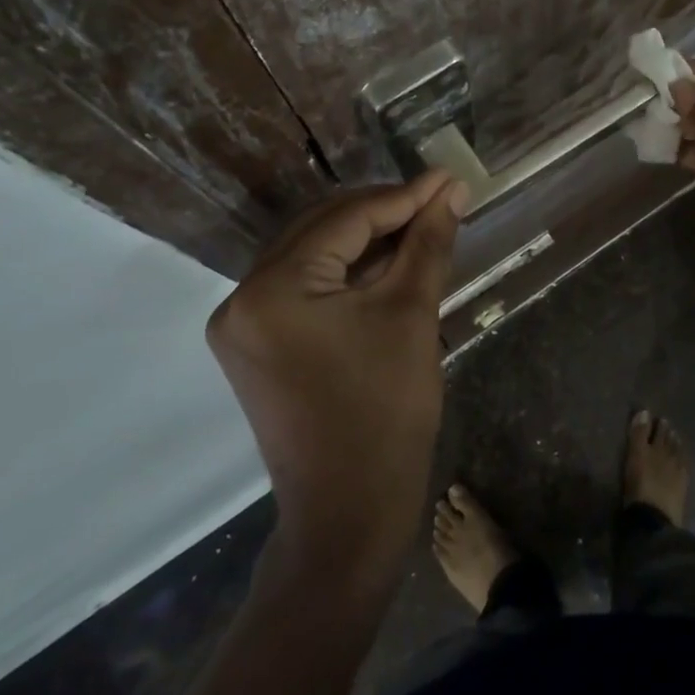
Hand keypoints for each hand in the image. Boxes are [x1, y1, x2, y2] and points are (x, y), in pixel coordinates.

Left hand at [207, 170, 466, 582]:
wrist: (350, 514)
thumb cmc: (386, 413)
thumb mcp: (411, 316)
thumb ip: (428, 243)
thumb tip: (452, 189)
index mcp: (273, 288)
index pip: (346, 220)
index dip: (404, 197)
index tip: (448, 180)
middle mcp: (242, 297)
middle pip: (322, 230)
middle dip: (384, 213)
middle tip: (439, 200)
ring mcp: (242, 324)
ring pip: (313, 256)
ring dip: (366, 240)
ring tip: (422, 224)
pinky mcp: (255, 344)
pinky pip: (304, 287)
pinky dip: (346, 272)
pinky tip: (388, 260)